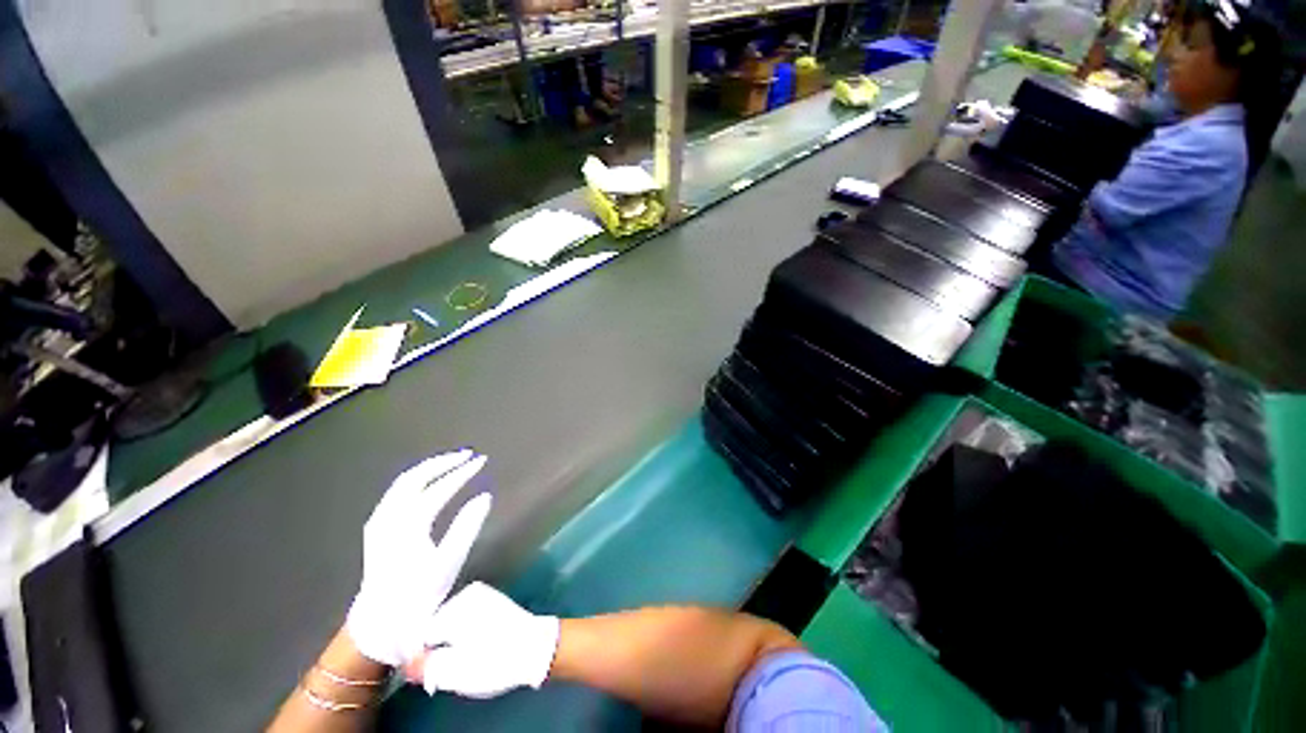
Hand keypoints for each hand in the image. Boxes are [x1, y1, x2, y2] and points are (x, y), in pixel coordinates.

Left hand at [346, 450, 491, 666]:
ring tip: (452, 462)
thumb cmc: (418, 595)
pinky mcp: (376, 527)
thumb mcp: (448, 564)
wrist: (380, 623)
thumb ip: (467, 527)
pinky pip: (398, 491)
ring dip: (430, 468)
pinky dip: (417, 479)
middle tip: (467, 455)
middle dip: (443, 462)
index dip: (462, 472)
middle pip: (416, 476)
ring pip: (404, 482)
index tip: (482, 460)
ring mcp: (379, 520)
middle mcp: (390, 516)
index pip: (440, 488)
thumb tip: (485, 496)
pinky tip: (428, 482)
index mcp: (408, 524)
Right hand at [409, 582, 559, 698]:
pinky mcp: (490, 599)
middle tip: (441, 667)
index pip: (419, 632)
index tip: (419, 670)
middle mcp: (466, 594)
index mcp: (454, 609)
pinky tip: (470, 644)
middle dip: (433, 645)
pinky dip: (461, 630)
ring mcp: (480, 594)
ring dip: (447, 638)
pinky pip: (464, 614)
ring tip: (459, 657)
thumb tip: (406, 663)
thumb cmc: (495, 661)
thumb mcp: (456, 673)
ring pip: (448, 619)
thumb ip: (426, 667)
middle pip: (434, 624)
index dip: (417, 654)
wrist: (535, 648)